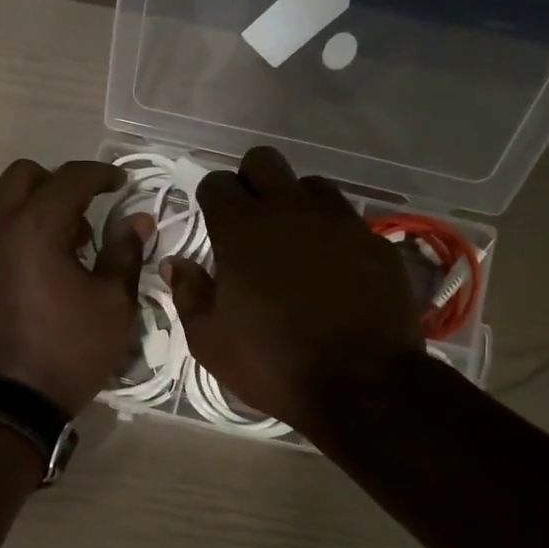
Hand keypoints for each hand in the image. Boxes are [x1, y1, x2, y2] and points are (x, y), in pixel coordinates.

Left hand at [0, 159, 152, 416]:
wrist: (6, 405)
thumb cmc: (68, 352)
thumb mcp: (112, 305)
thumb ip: (125, 253)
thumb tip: (138, 220)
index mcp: (35, 228)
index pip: (70, 178)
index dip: (101, 174)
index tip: (121, 183)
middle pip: (23, 177)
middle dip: (58, 183)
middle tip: (86, 215)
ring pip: (3, 209)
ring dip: (35, 213)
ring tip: (65, 254)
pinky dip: (16, 242)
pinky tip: (35, 280)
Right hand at [164, 147, 424, 435]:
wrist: (362, 386)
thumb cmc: (273, 364)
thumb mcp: (210, 341)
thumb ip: (188, 293)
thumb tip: (174, 263)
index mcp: (243, 230)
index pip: (217, 183)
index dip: (211, 199)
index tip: (213, 223)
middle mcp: (291, 211)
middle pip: (264, 161)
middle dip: (251, 181)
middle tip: (250, 221)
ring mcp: (339, 222)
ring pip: (311, 184)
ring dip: (295, 203)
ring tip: (294, 242)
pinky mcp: (375, 241)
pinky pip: (347, 219)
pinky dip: (332, 234)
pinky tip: (333, 268)